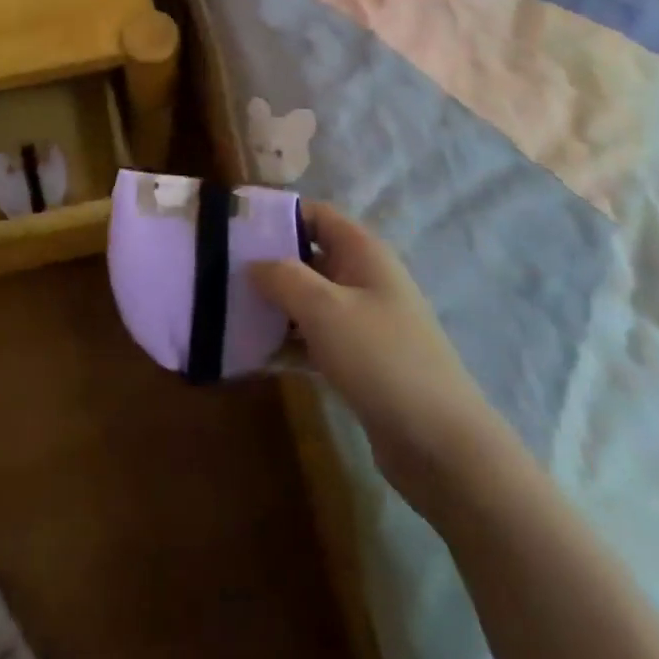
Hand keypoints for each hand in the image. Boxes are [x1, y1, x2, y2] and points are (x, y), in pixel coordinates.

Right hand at [249, 203, 486, 516]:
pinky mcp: (358, 360)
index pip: (315, 214)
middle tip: (218, 272)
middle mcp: (363, 278)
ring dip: (272, 306)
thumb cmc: (382, 358)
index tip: (232, 226)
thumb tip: (253, 263)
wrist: (440, 444)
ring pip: (307, 300)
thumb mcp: (325, 309)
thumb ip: (283, 277)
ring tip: (224, 312)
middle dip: (266, 263)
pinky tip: (251, 355)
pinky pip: (313, 338)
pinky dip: (286, 342)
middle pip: (307, 256)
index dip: (276, 214)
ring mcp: (362, 321)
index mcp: (362, 252)